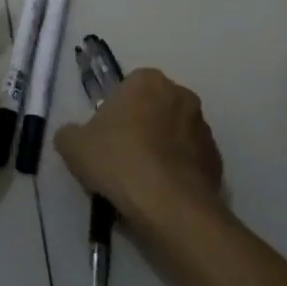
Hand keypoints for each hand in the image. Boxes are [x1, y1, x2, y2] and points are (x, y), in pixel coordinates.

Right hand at [54, 69, 223, 229]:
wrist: (167, 204)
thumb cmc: (118, 161)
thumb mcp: (73, 146)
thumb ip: (70, 133)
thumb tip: (73, 135)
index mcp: (148, 81)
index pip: (127, 87)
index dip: (113, 112)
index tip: (104, 138)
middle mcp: (181, 95)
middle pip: (153, 108)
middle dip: (140, 127)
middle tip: (120, 158)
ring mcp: (203, 127)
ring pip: (174, 134)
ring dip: (161, 149)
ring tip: (141, 181)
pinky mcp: (216, 158)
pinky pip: (189, 160)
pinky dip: (177, 171)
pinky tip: (161, 193)